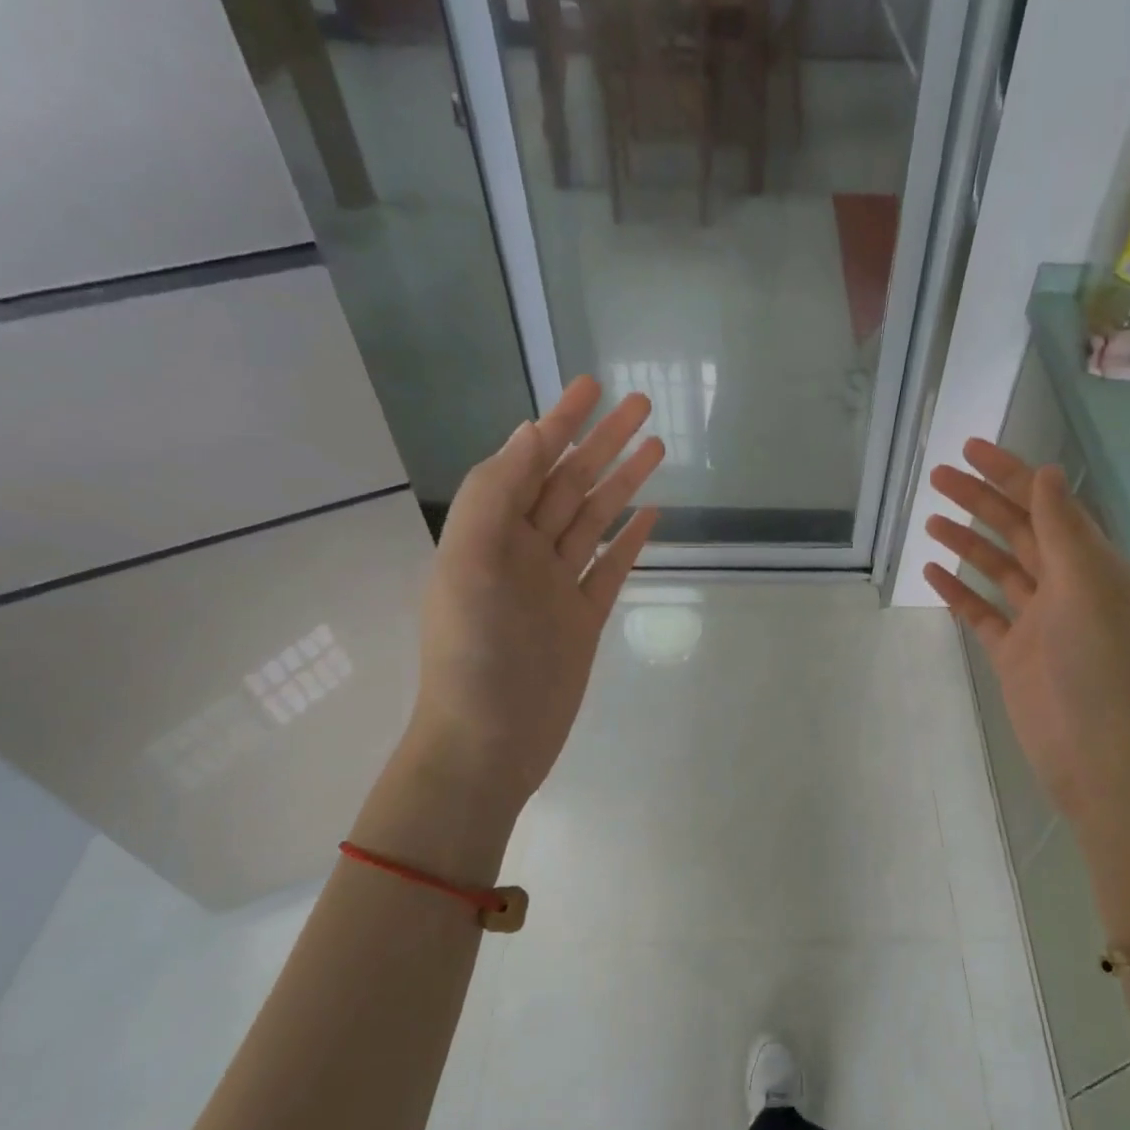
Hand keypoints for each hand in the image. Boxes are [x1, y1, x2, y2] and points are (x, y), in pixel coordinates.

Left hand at [408, 376, 664, 817]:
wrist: (489, 744)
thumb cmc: (473, 657)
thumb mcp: (470, 565)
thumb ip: (494, 496)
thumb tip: (529, 435)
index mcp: (490, 534)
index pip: (528, 462)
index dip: (559, 421)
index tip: (590, 385)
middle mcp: (523, 553)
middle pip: (570, 484)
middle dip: (603, 442)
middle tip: (643, 403)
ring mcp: (556, 587)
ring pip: (594, 520)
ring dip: (623, 482)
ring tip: (658, 447)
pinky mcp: (582, 620)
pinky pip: (610, 569)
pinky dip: (629, 540)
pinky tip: (650, 515)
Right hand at [924, 439, 1129, 822]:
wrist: (1095, 751)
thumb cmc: (1096, 664)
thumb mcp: (1084, 585)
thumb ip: (1062, 528)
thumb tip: (1045, 472)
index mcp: (1089, 563)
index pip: (1045, 504)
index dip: (1010, 473)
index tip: (971, 449)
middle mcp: (1064, 585)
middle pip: (1016, 530)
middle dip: (980, 500)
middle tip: (937, 477)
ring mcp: (1037, 620)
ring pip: (997, 568)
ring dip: (966, 541)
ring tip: (930, 518)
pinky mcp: (1013, 653)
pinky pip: (981, 613)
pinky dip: (958, 592)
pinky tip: (933, 572)